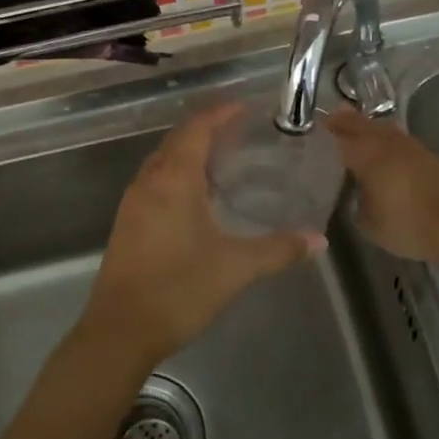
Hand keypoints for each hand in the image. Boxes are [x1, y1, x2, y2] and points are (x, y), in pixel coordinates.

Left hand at [85, 103, 319, 366]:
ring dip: (188, 151)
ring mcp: (133, 203)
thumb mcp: (236, 268)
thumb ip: (278, 249)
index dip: (219, 114)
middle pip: (176, 140)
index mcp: (174, 180)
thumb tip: (318, 240)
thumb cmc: (179, 289)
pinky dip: (176, 174)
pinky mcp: (127, 224)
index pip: (197, 130)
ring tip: (220, 158)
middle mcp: (149, 182)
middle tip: (237, 130)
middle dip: (205, 129)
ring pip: (162, 161)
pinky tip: (195, 196)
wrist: (120, 331)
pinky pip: (154, 181)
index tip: (243, 107)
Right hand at [326, 107, 438, 261]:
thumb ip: (357, 206)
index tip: (316, 127)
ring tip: (358, 132)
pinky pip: (400, 142)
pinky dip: (388, 143)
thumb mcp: (370, 224)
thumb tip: (357, 198)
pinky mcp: (430, 158)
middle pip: (363, 125)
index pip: (340, 136)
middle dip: (347, 121)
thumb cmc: (409, 223)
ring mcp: (412, 148)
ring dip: (370, 128)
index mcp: (367, 155)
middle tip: (333, 118)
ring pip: (384, 130)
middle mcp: (387, 144)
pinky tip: (386, 154)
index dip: (327, 131)